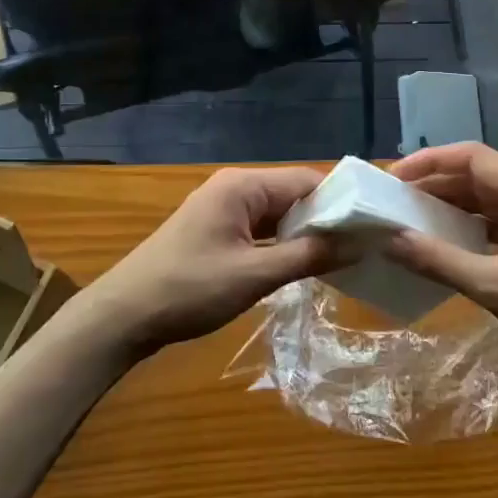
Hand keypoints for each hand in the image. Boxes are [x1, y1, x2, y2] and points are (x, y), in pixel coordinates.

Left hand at [89, 167, 340, 354]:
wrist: (123, 316)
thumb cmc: (189, 290)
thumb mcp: (255, 275)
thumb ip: (308, 256)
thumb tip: (358, 244)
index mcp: (243, 186)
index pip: (306, 181)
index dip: (341, 202)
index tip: (373, 226)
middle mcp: (235, 189)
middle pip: (293, 196)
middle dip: (326, 220)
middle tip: (364, 246)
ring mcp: (223, 210)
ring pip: (278, 215)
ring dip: (305, 235)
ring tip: (344, 258)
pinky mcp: (217, 232)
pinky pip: (261, 231)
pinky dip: (282, 245)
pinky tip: (304, 265)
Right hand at [384, 143, 497, 378]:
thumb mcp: (494, 284)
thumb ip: (439, 260)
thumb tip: (390, 241)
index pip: (471, 156)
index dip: (429, 161)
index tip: (394, 177)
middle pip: (478, 175)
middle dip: (436, 184)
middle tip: (395, 200)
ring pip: (487, 199)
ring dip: (452, 205)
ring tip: (412, 218)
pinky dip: (470, 226)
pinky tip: (446, 242)